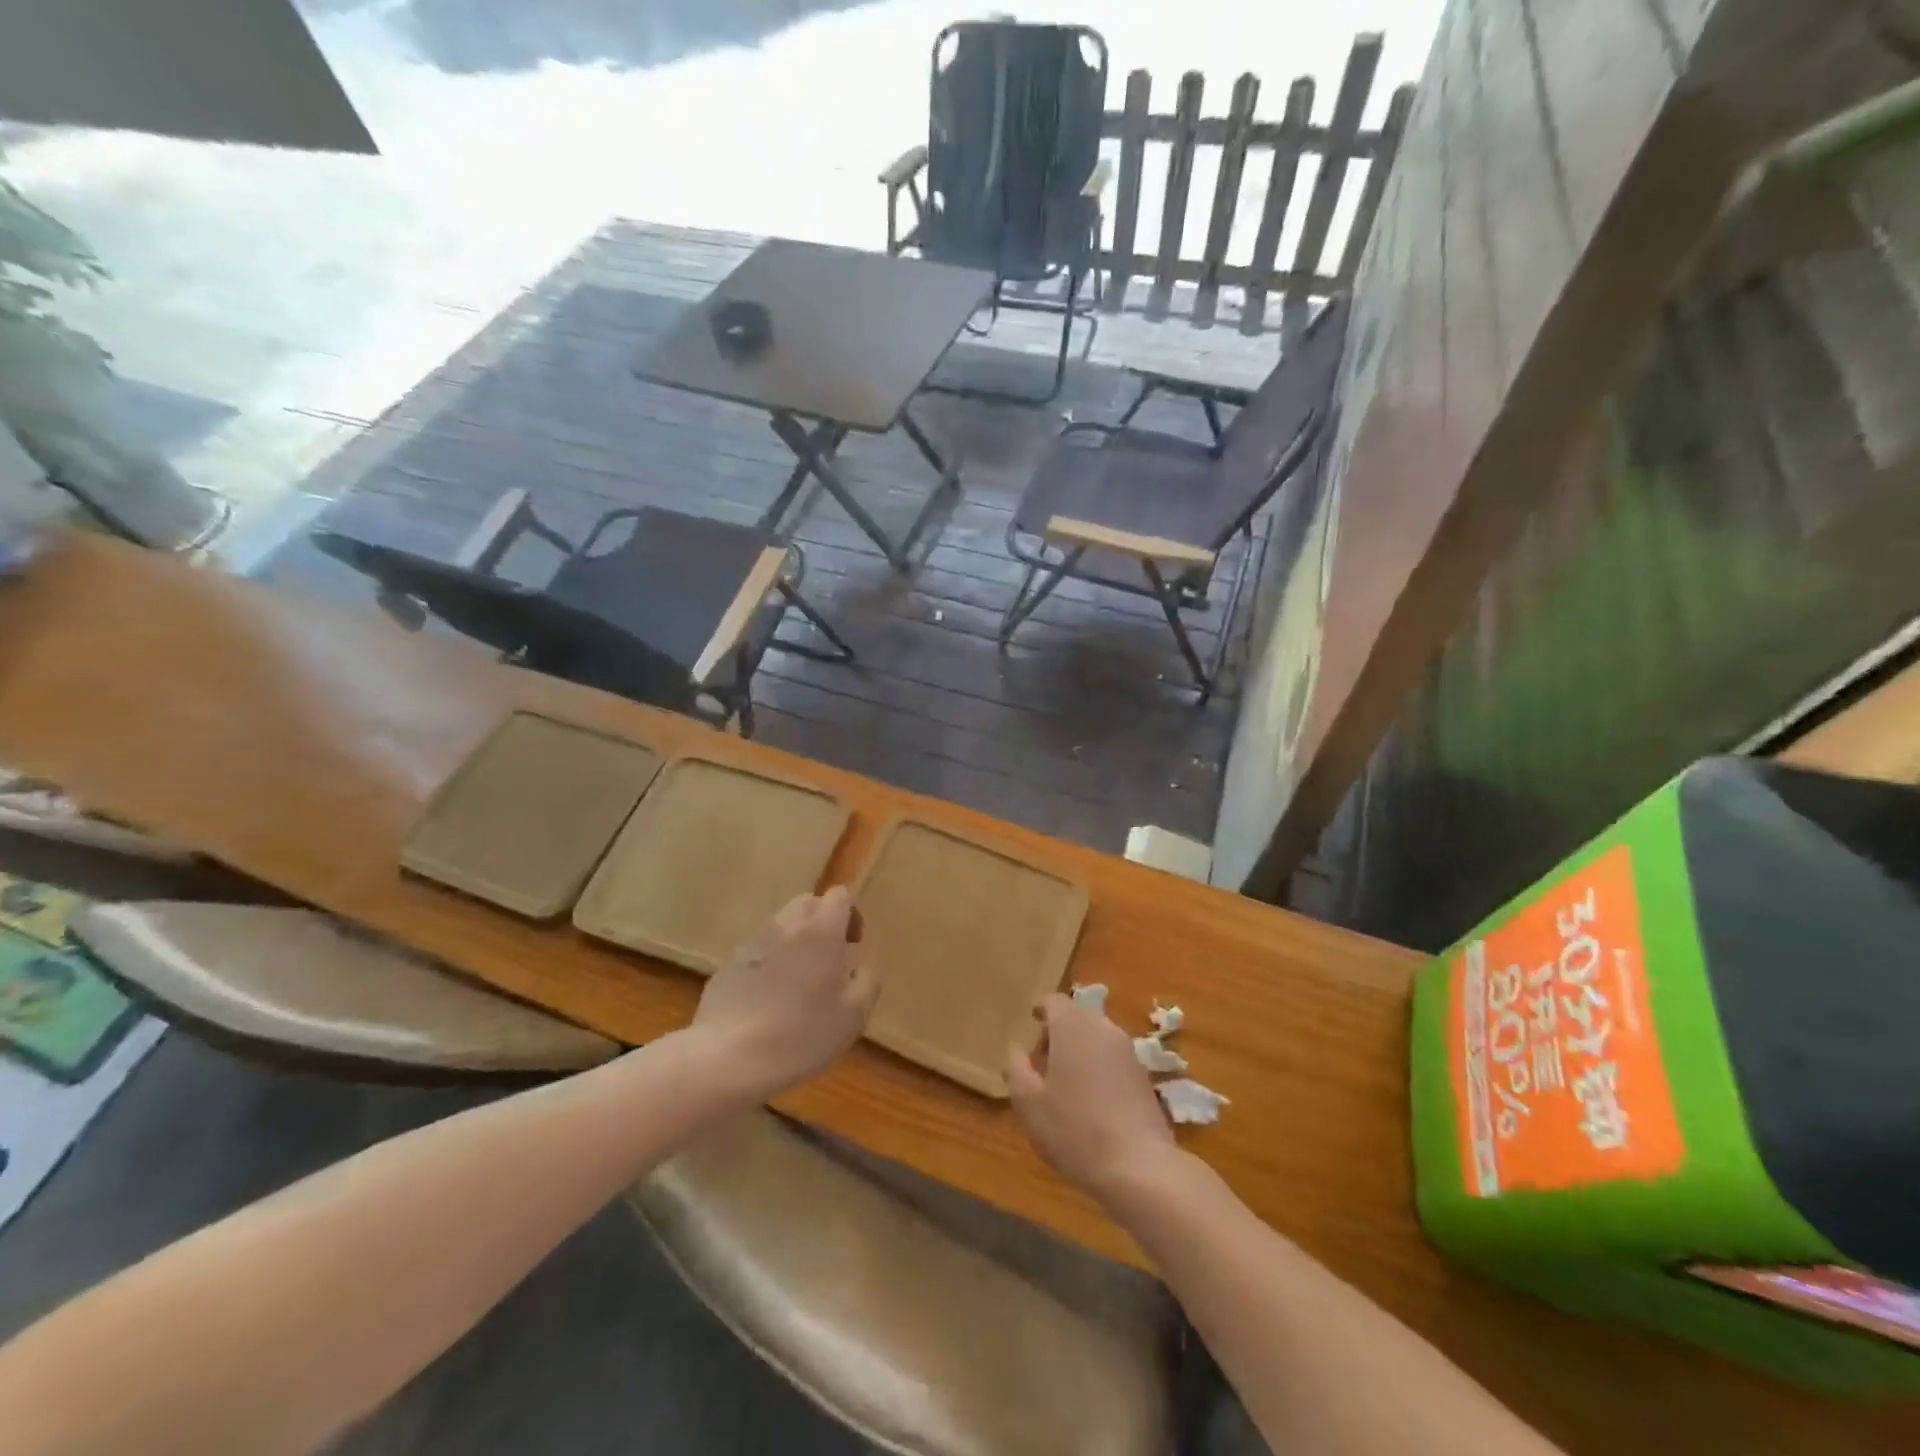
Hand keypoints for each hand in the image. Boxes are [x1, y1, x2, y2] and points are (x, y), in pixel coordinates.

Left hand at [690, 887, 879, 1097]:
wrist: (730, 1057)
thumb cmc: (802, 1033)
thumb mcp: (854, 1015)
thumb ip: (867, 982)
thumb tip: (861, 969)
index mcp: (821, 929)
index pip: (839, 896)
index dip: (851, 915)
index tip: (853, 945)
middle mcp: (786, 925)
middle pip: (808, 903)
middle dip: (822, 922)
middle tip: (829, 960)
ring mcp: (753, 942)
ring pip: (781, 926)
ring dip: (795, 942)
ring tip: (799, 983)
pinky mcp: (728, 964)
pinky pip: (758, 951)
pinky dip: (770, 963)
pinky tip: (769, 1000)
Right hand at [1008, 993, 1178, 1204]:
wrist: (1138, 1167)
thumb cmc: (1074, 1129)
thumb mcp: (1028, 1102)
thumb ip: (1017, 1067)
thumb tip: (1017, 1048)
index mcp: (1073, 1025)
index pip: (1054, 1001)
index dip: (1040, 1011)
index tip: (1030, 1027)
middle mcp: (1103, 1028)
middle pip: (1077, 1017)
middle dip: (1058, 1032)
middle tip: (1042, 1062)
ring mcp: (1128, 1052)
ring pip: (1096, 1037)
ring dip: (1079, 1050)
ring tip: (1065, 1085)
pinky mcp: (1143, 1076)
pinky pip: (1112, 1059)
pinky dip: (1098, 1068)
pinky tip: (1091, 1103)